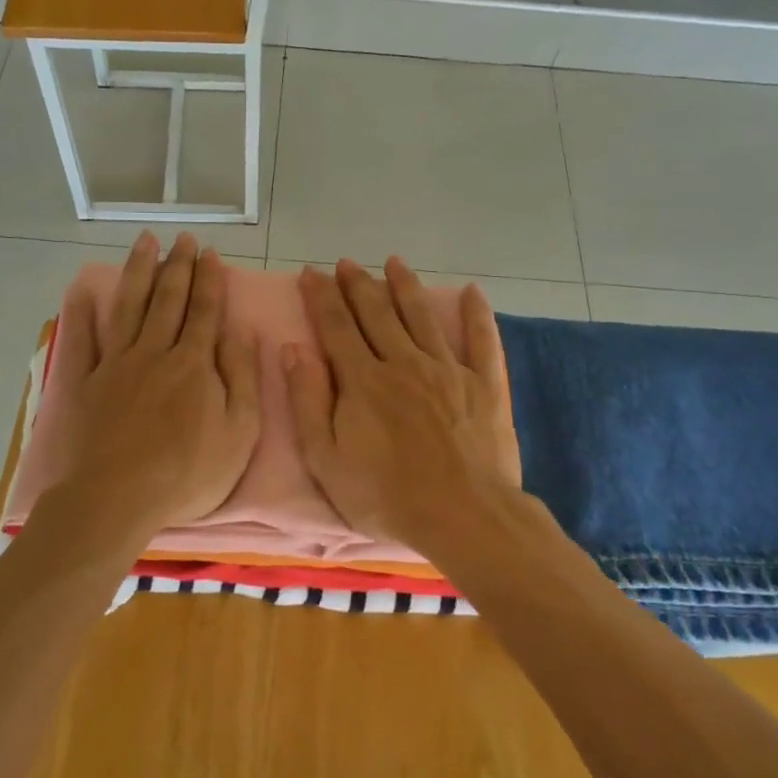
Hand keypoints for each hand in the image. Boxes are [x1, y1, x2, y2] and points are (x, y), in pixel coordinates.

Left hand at [54, 232, 261, 535]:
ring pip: (129, 307)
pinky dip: (82, 313)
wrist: (118, 497)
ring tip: (145, 243)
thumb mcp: (239, 431)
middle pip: (168, 299)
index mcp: (194, 363)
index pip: (205, 311)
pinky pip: (83, 340)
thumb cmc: (188, 472)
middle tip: (183, 239)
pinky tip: (84, 291)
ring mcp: (115, 364)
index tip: (211, 253)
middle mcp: (154, 352)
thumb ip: (242, 377)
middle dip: (178, 266)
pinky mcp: (84, 383)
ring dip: (139, 272)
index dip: (210, 280)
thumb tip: (242, 331)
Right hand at [284, 258, 519, 549]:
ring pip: (422, 316)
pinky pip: (482, 340)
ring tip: (394, 262)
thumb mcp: (325, 458)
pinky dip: (477, 314)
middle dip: (358, 284)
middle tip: (346, 263)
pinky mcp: (485, 384)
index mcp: (363, 379)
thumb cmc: (384, 495)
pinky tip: (471, 291)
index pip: (335, 326)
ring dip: (406, 286)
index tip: (309, 273)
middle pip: (376, 312)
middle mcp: (403, 362)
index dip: (320, 296)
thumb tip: (292, 348)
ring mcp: (448, 369)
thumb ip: (307, 400)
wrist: (461, 515)